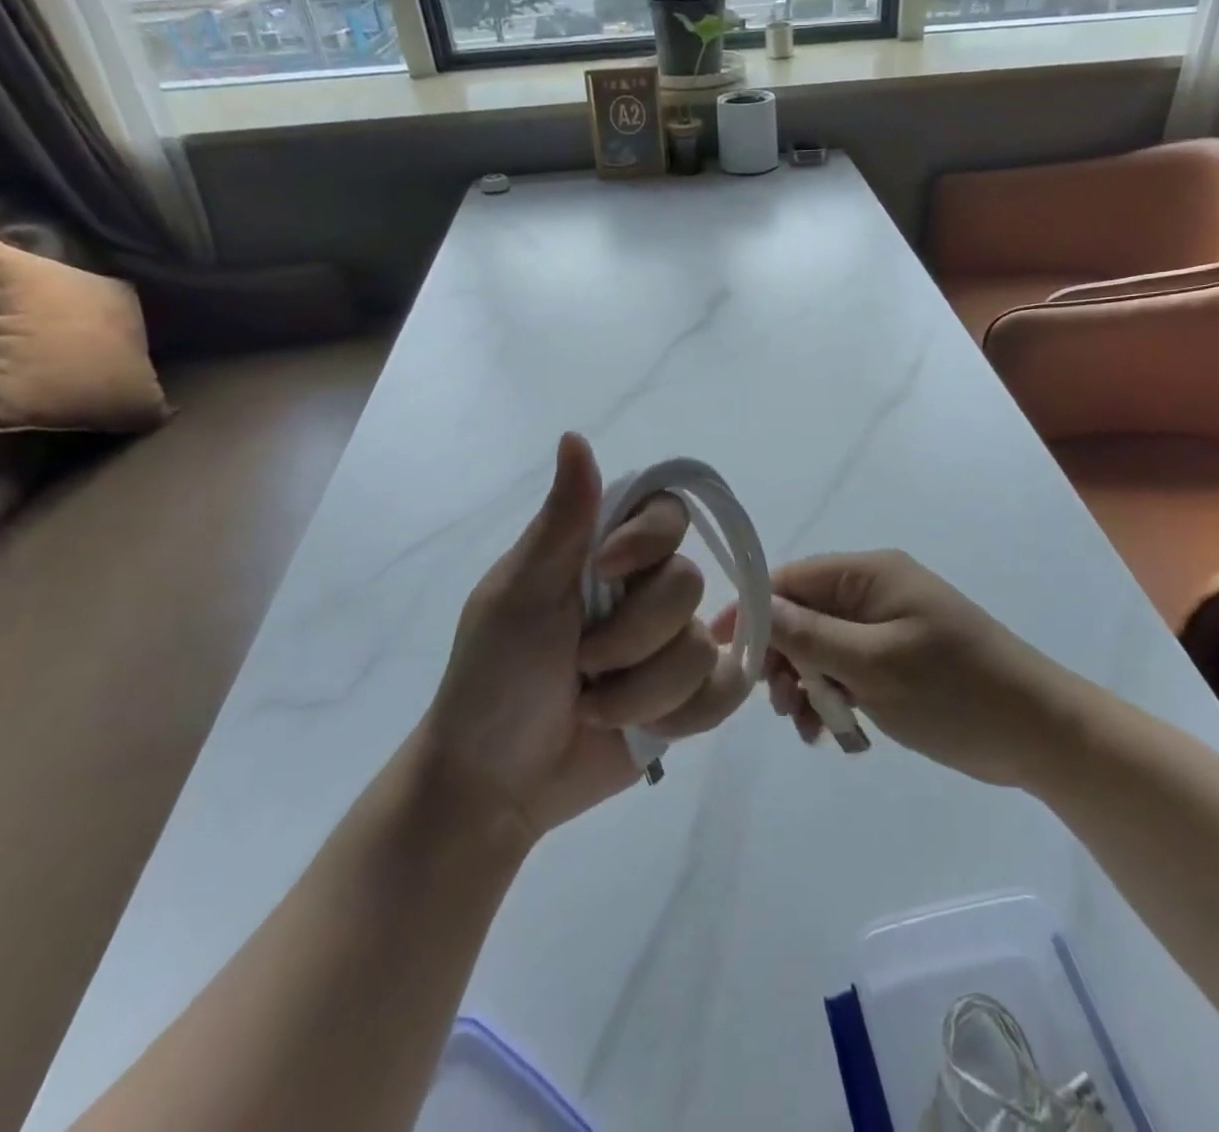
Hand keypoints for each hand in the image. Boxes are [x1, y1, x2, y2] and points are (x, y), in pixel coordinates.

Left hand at [421, 433, 748, 845]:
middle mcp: (646, 592)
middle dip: (631, 637)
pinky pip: (725, 692)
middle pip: (689, 584)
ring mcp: (671, 647)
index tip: (605, 571)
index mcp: (605, 554)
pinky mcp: (689, 699)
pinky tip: (641, 730)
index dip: (650, 539)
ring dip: (642, 691)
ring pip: (703, 647)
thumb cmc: (494, 678)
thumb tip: (575, 435)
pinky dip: (681, 716)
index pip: (668, 511)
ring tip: (593, 706)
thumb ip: (562, 520)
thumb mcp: (519, 593)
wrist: (494, 783)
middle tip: (580, 663)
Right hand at [743, 550, 1050, 786]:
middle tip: (780, 705)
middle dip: (783, 658)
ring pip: (821, 648)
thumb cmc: (955, 691)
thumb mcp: (874, 664)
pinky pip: (846, 670)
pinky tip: (832, 731)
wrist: (1038, 735)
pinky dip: (832, 696)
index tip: (723, 650)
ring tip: (809, 726)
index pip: (792, 578)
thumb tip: (753, 607)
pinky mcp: (896, 661)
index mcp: (871, 574)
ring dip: (806, 684)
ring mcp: (886, 627)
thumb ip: (809, 635)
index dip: (754, 610)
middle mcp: (875, 592)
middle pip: (803, 615)